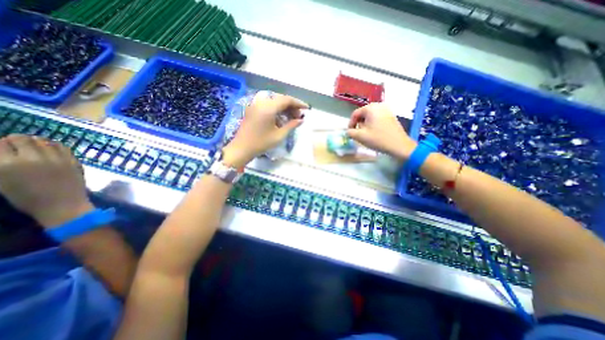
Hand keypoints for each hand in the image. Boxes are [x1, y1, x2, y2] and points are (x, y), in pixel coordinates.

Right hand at [0, 135, 92, 226]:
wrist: (63, 205)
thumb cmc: (28, 198)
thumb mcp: (2, 182)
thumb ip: (1, 164)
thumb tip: (5, 153)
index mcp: (7, 164)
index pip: (0, 143)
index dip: (1, 144)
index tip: (4, 148)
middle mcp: (33, 158)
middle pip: (22, 138)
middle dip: (17, 140)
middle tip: (18, 146)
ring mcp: (57, 159)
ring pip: (43, 141)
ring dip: (37, 142)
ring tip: (35, 147)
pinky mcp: (73, 161)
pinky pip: (63, 147)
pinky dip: (55, 145)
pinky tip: (52, 149)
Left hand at [223, 90, 308, 166]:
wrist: (242, 148)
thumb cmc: (261, 143)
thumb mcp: (279, 135)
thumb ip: (291, 125)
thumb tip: (301, 120)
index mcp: (268, 108)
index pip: (286, 100)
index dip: (298, 103)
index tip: (307, 108)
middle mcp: (261, 102)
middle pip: (280, 99)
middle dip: (292, 106)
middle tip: (299, 116)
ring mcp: (256, 105)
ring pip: (274, 102)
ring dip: (284, 108)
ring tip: (292, 118)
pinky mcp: (253, 109)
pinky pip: (268, 105)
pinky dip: (276, 110)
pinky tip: (281, 118)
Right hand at [348, 103, 419, 158]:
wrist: (399, 145)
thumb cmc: (378, 139)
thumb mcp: (360, 136)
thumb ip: (350, 132)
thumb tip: (348, 131)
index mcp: (370, 108)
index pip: (355, 114)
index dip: (350, 123)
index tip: (350, 132)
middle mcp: (379, 105)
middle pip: (363, 114)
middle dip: (358, 124)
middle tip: (358, 134)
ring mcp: (387, 109)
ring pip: (370, 116)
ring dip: (365, 124)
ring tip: (366, 134)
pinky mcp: (391, 115)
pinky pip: (377, 117)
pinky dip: (373, 124)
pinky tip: (374, 132)